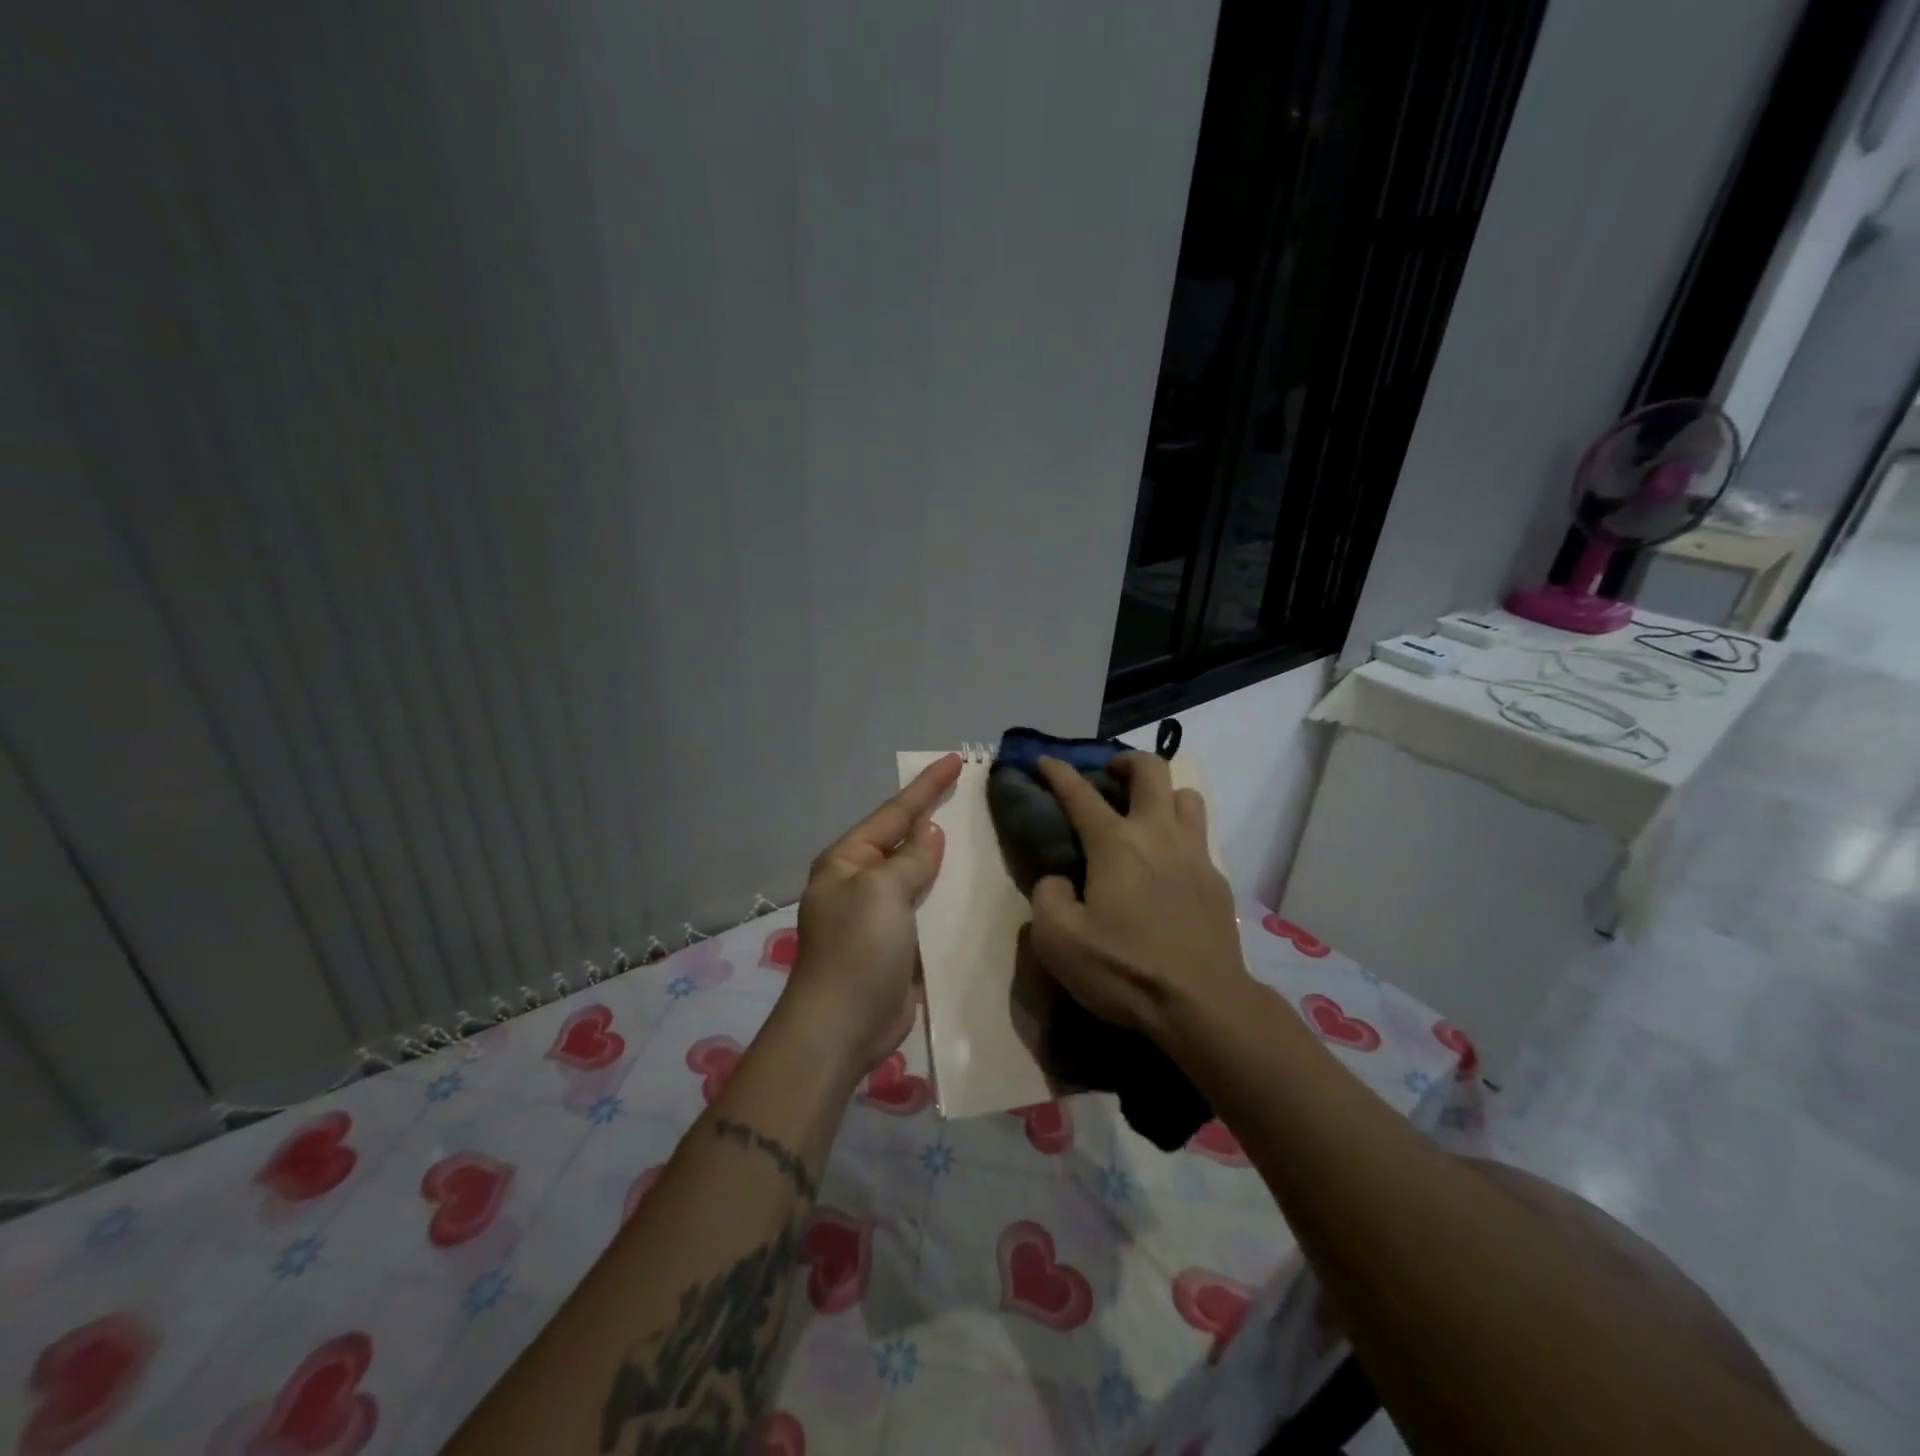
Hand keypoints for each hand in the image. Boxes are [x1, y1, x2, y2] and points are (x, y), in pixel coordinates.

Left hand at [780, 753, 961, 1080]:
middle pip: (904, 840)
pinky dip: (949, 896)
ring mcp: (879, 915)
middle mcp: (860, 882)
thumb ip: (910, 859)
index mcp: (847, 860)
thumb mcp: (882, 891)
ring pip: (919, 875)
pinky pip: (927, 909)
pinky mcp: (899, 944)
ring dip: (946, 858)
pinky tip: (975, 887)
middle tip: (971, 793)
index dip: (926, 786)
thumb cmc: (857, 948)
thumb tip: (930, 833)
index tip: (956, 759)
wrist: (842, 1026)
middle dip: (935, 816)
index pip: (894, 813)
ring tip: (982, 834)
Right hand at [1027, 753, 1249, 1044]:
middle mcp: (1158, 835)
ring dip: (1162, 794)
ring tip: (1145, 815)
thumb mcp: (1058, 941)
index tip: (1045, 760)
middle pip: (1151, 770)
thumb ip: (1047, 898)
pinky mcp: (1217, 880)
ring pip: (1186, 796)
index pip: (1080, 793)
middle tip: (1109, 776)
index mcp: (1115, 844)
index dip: (1058, 772)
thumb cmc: (1125, 970)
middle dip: (1126, 761)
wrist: (1202, 1004)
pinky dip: (1180, 835)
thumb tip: (1058, 880)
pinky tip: (1168, 865)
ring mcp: (1195, 854)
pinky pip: (1200, 837)